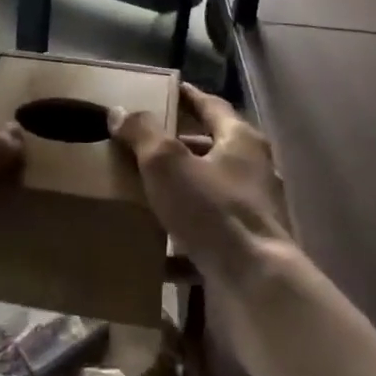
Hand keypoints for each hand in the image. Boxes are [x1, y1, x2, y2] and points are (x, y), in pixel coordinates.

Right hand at [110, 84, 290, 285]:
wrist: (256, 285)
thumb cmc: (214, 210)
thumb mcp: (167, 163)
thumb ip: (142, 133)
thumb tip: (119, 111)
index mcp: (241, 140)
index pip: (211, 106)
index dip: (187, 97)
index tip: (165, 91)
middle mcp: (254, 170)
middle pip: (211, 149)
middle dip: (179, 147)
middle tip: (143, 144)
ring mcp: (253, 212)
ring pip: (209, 193)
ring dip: (180, 192)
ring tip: (144, 193)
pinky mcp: (247, 249)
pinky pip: (208, 235)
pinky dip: (183, 239)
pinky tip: (156, 251)